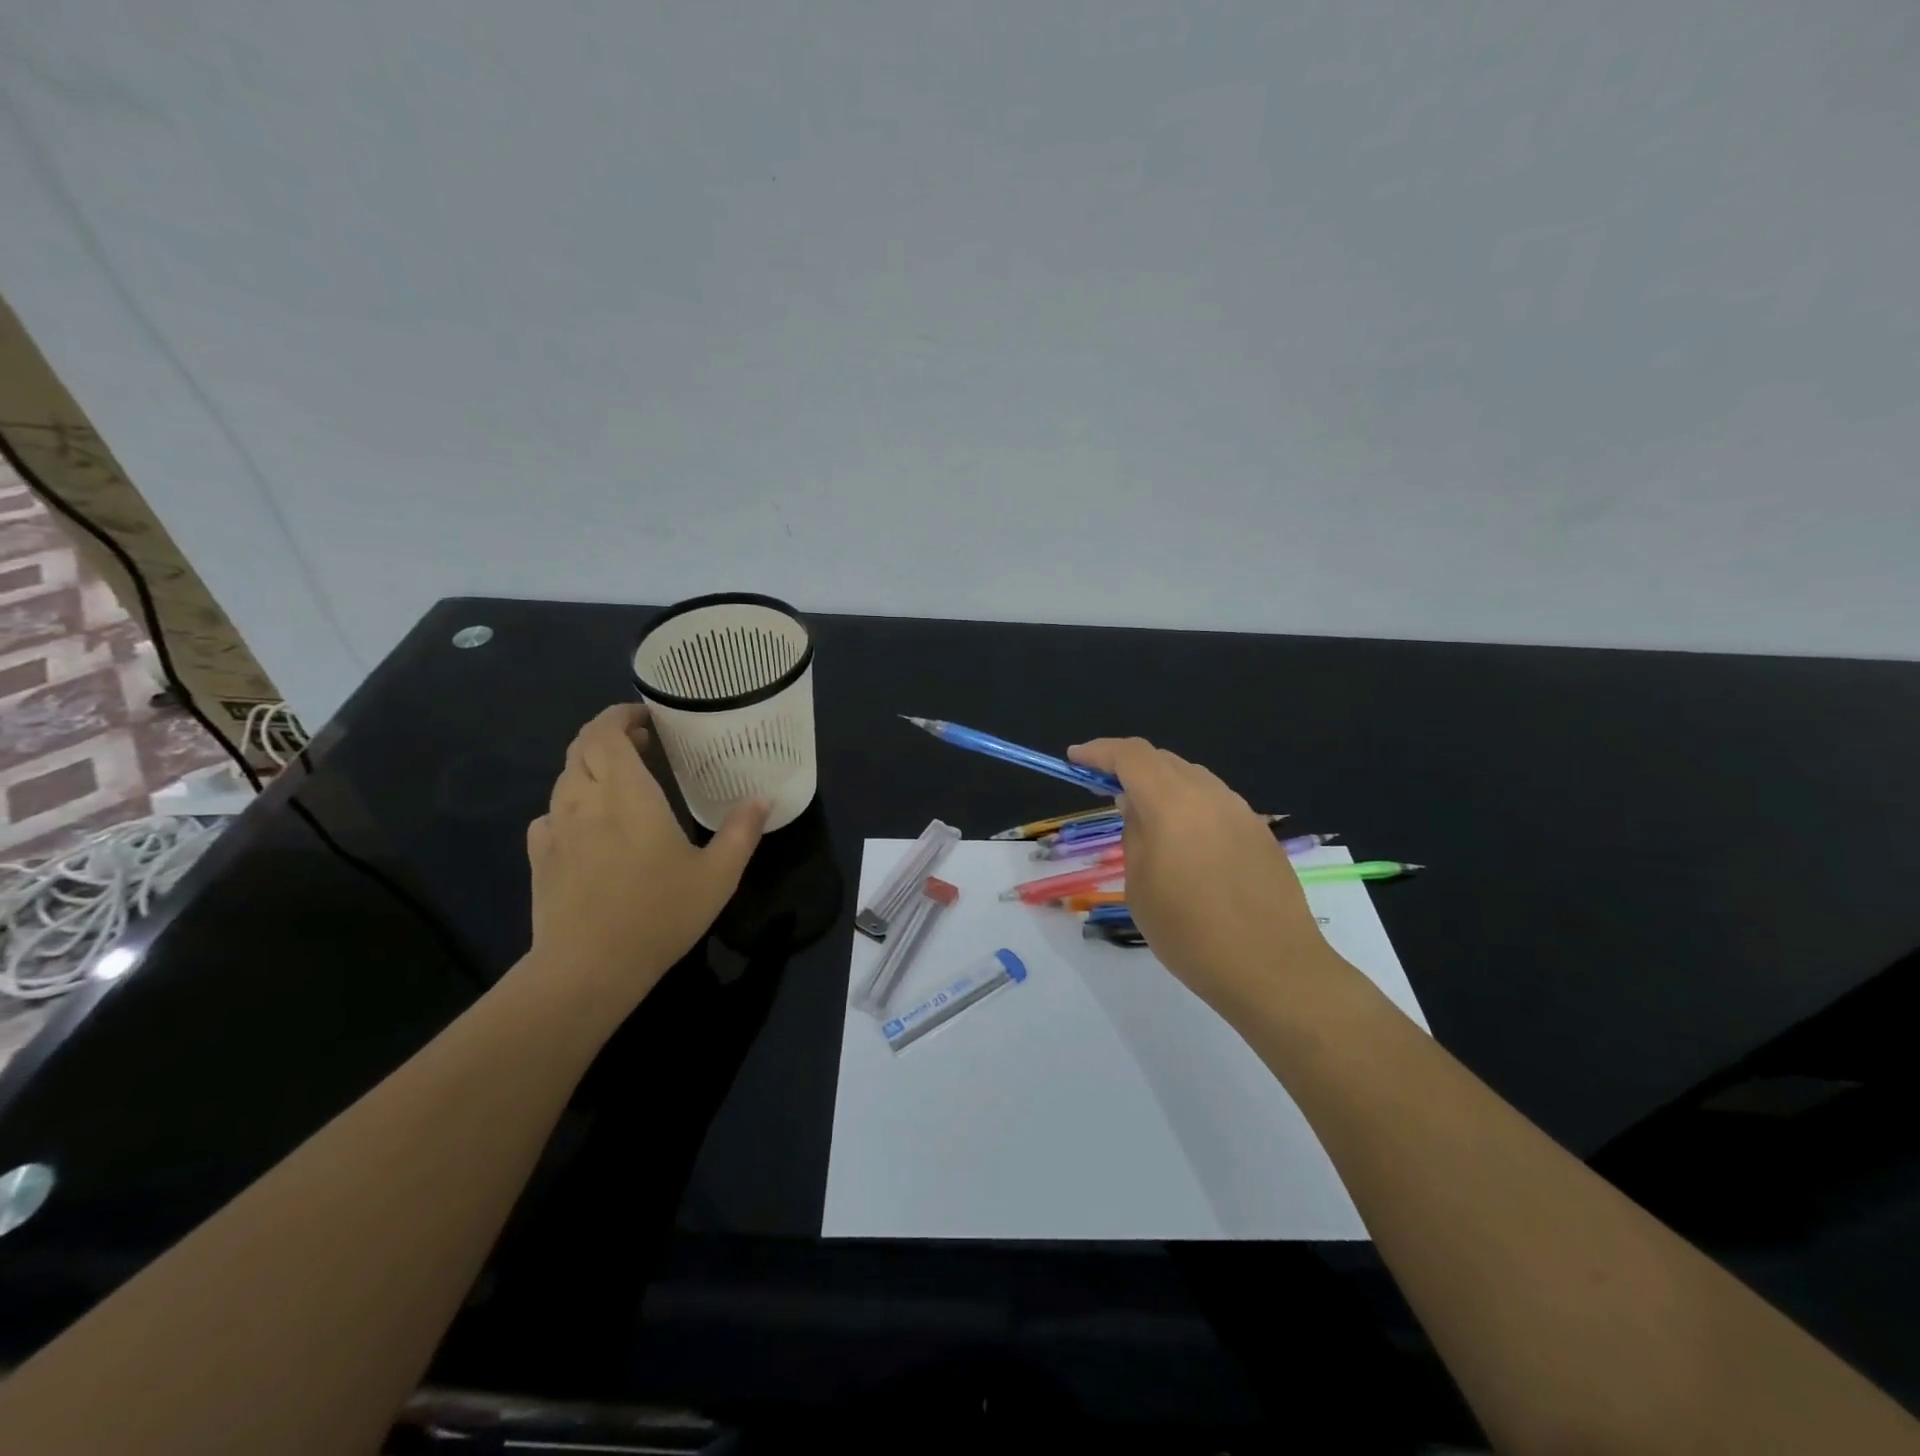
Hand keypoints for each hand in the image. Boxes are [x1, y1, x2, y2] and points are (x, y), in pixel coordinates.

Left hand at [527, 704, 768, 1006]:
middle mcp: (583, 800)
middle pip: (581, 748)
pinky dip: (572, 805)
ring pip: (565, 778)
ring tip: (623, 781)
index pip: (606, 732)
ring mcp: (555, 829)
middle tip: (644, 743)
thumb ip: (742, 831)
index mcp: (626, 794)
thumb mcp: (718, 875)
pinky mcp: (539, 857)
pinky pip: (551, 814)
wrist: (588, 968)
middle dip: (609, 735)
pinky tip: (591, 826)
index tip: (646, 717)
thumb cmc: (659, 914)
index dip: (620, 715)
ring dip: (592, 768)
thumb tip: (763, 798)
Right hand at [1067, 737, 1343, 1018]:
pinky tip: (1183, 839)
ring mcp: (1241, 812)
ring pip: (1192, 779)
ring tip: (1142, 814)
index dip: (1099, 751)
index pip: (1131, 756)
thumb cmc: (1190, 933)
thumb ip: (1134, 835)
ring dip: (1161, 784)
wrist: (1272, 969)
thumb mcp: (1140, 886)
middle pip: (1163, 760)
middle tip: (1102, 786)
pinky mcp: (1260, 833)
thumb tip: (1135, 805)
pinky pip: (1215, 803)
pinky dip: (1188, 805)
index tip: (1075, 759)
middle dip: (1128, 766)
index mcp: (1173, 804)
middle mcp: (1210, 796)